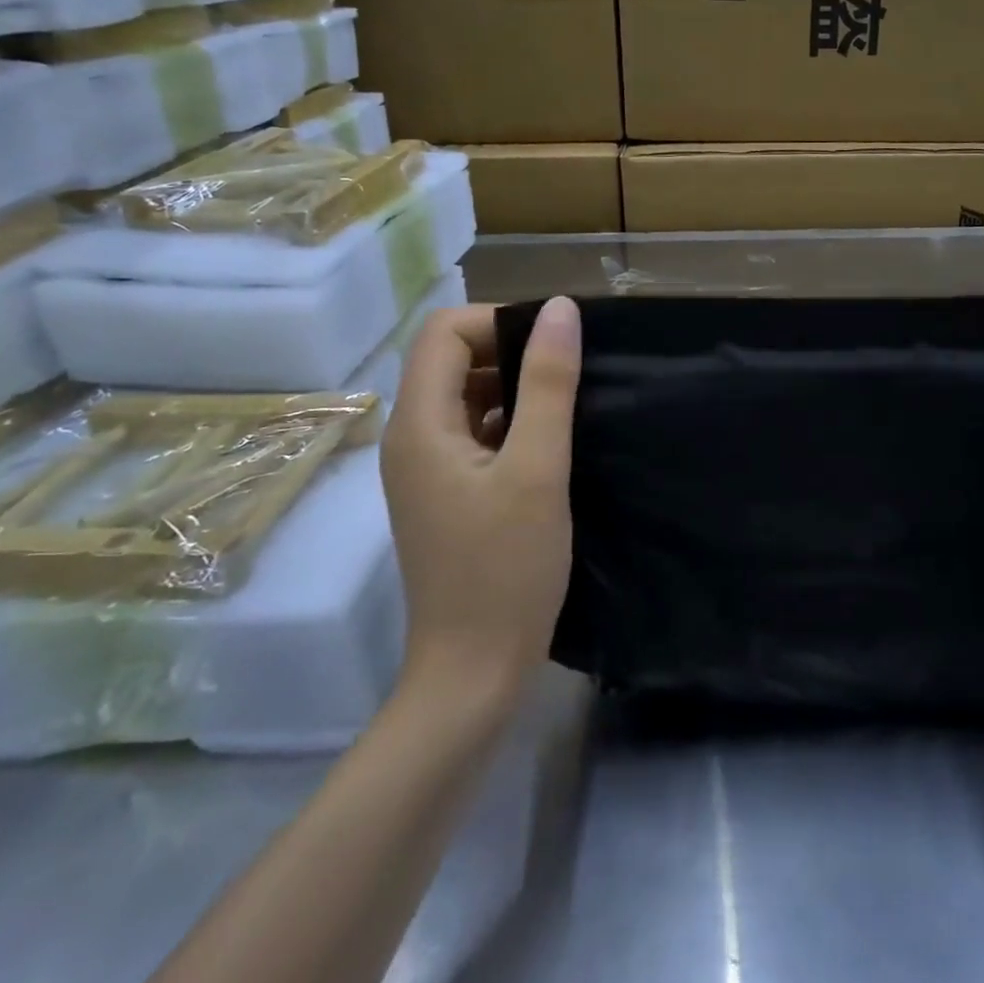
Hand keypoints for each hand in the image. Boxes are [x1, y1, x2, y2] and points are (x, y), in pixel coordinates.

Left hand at [379, 298, 581, 689]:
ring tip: (570, 402)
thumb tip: (562, 308)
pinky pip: (476, 431)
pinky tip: (553, 441)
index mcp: (420, 424)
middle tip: (571, 371)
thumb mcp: (538, 469)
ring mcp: (428, 468)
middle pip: (452, 359)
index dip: (499, 322)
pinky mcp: (448, 492)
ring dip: (515, 386)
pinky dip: (512, 420)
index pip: (444, 331)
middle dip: (511, 350)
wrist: (473, 673)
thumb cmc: (506, 570)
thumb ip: (548, 384)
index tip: (555, 345)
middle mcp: (412, 437)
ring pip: (467, 395)